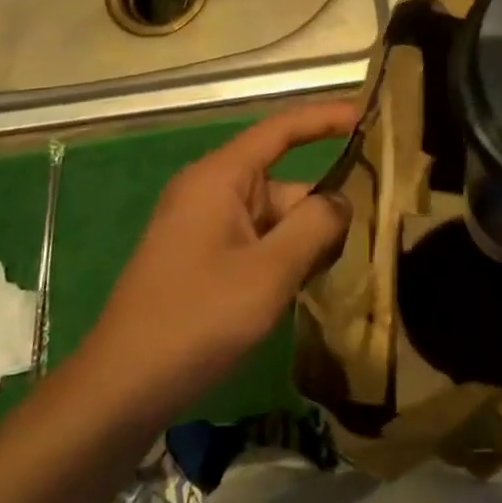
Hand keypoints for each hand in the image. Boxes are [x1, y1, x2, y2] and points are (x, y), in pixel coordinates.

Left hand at [86, 102, 356, 413]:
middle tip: (377, 232)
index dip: (325, 118)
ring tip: (352, 265)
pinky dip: (287, 257)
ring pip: (276, 218)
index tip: (369, 117)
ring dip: (309, 240)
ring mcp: (206, 227)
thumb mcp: (269, 271)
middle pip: (285, 183)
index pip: (281, 130)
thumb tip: (340, 201)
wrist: (123, 386)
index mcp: (220, 177)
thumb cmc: (197, 318)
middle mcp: (212, 192)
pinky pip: (259, 243)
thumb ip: (315, 226)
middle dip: (326, 206)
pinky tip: (312, 285)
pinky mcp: (205, 259)